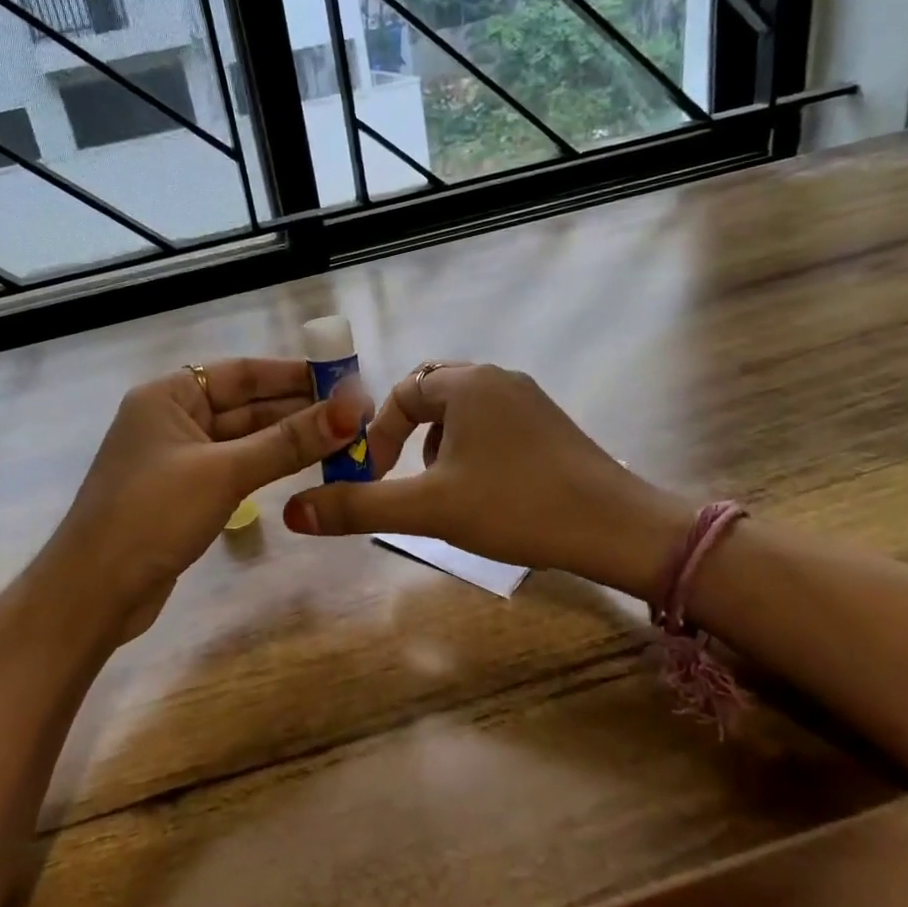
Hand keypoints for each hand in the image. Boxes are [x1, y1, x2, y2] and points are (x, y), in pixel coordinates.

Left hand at [35, 359, 364, 644]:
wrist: (94, 593)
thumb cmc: (152, 516)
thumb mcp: (224, 473)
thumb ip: (288, 442)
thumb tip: (352, 409)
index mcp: (169, 395)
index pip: (243, 372)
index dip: (295, 375)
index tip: (344, 381)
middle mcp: (173, 418)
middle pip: (246, 404)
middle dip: (299, 409)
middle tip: (357, 415)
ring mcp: (178, 458)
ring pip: (244, 439)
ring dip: (289, 439)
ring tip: (344, 439)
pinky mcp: (185, 493)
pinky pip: (236, 467)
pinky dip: (269, 466)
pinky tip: (306, 467)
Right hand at [281, 363, 685, 594]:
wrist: (615, 528)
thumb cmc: (516, 507)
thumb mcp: (429, 509)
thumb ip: (359, 506)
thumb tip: (292, 512)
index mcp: (466, 383)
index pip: (400, 393)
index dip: (377, 436)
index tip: (375, 478)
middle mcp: (497, 378)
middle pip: (430, 394)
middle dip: (407, 436)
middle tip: (403, 477)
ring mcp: (528, 399)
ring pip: (462, 411)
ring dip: (439, 445)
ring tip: (442, 489)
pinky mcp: (549, 425)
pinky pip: (492, 424)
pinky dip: (471, 450)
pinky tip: (483, 492)